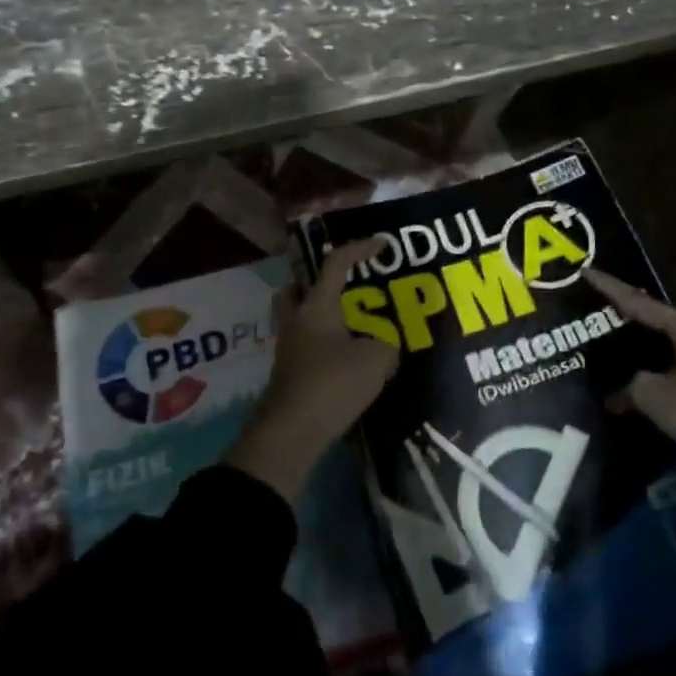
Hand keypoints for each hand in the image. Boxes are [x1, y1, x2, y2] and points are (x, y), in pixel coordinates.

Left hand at [224, 238, 398, 502]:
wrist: (291, 432)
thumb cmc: (332, 384)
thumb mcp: (376, 360)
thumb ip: (387, 344)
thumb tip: (386, 344)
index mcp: (316, 306)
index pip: (336, 263)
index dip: (360, 249)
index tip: (382, 243)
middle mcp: (296, 320)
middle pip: (297, 288)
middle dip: (317, 282)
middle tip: (345, 287)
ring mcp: (288, 348)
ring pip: (299, 318)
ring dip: (320, 316)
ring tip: (350, 325)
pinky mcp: (289, 374)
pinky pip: (305, 346)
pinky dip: (323, 345)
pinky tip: (345, 358)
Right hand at [585, 269, 675, 527]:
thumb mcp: (655, 398)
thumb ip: (629, 388)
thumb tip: (616, 395)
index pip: (640, 303)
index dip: (610, 288)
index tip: (586, 271)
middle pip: (662, 323)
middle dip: (632, 322)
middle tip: (603, 318)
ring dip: (651, 353)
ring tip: (625, 357)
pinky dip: (669, 375)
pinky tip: (658, 390)